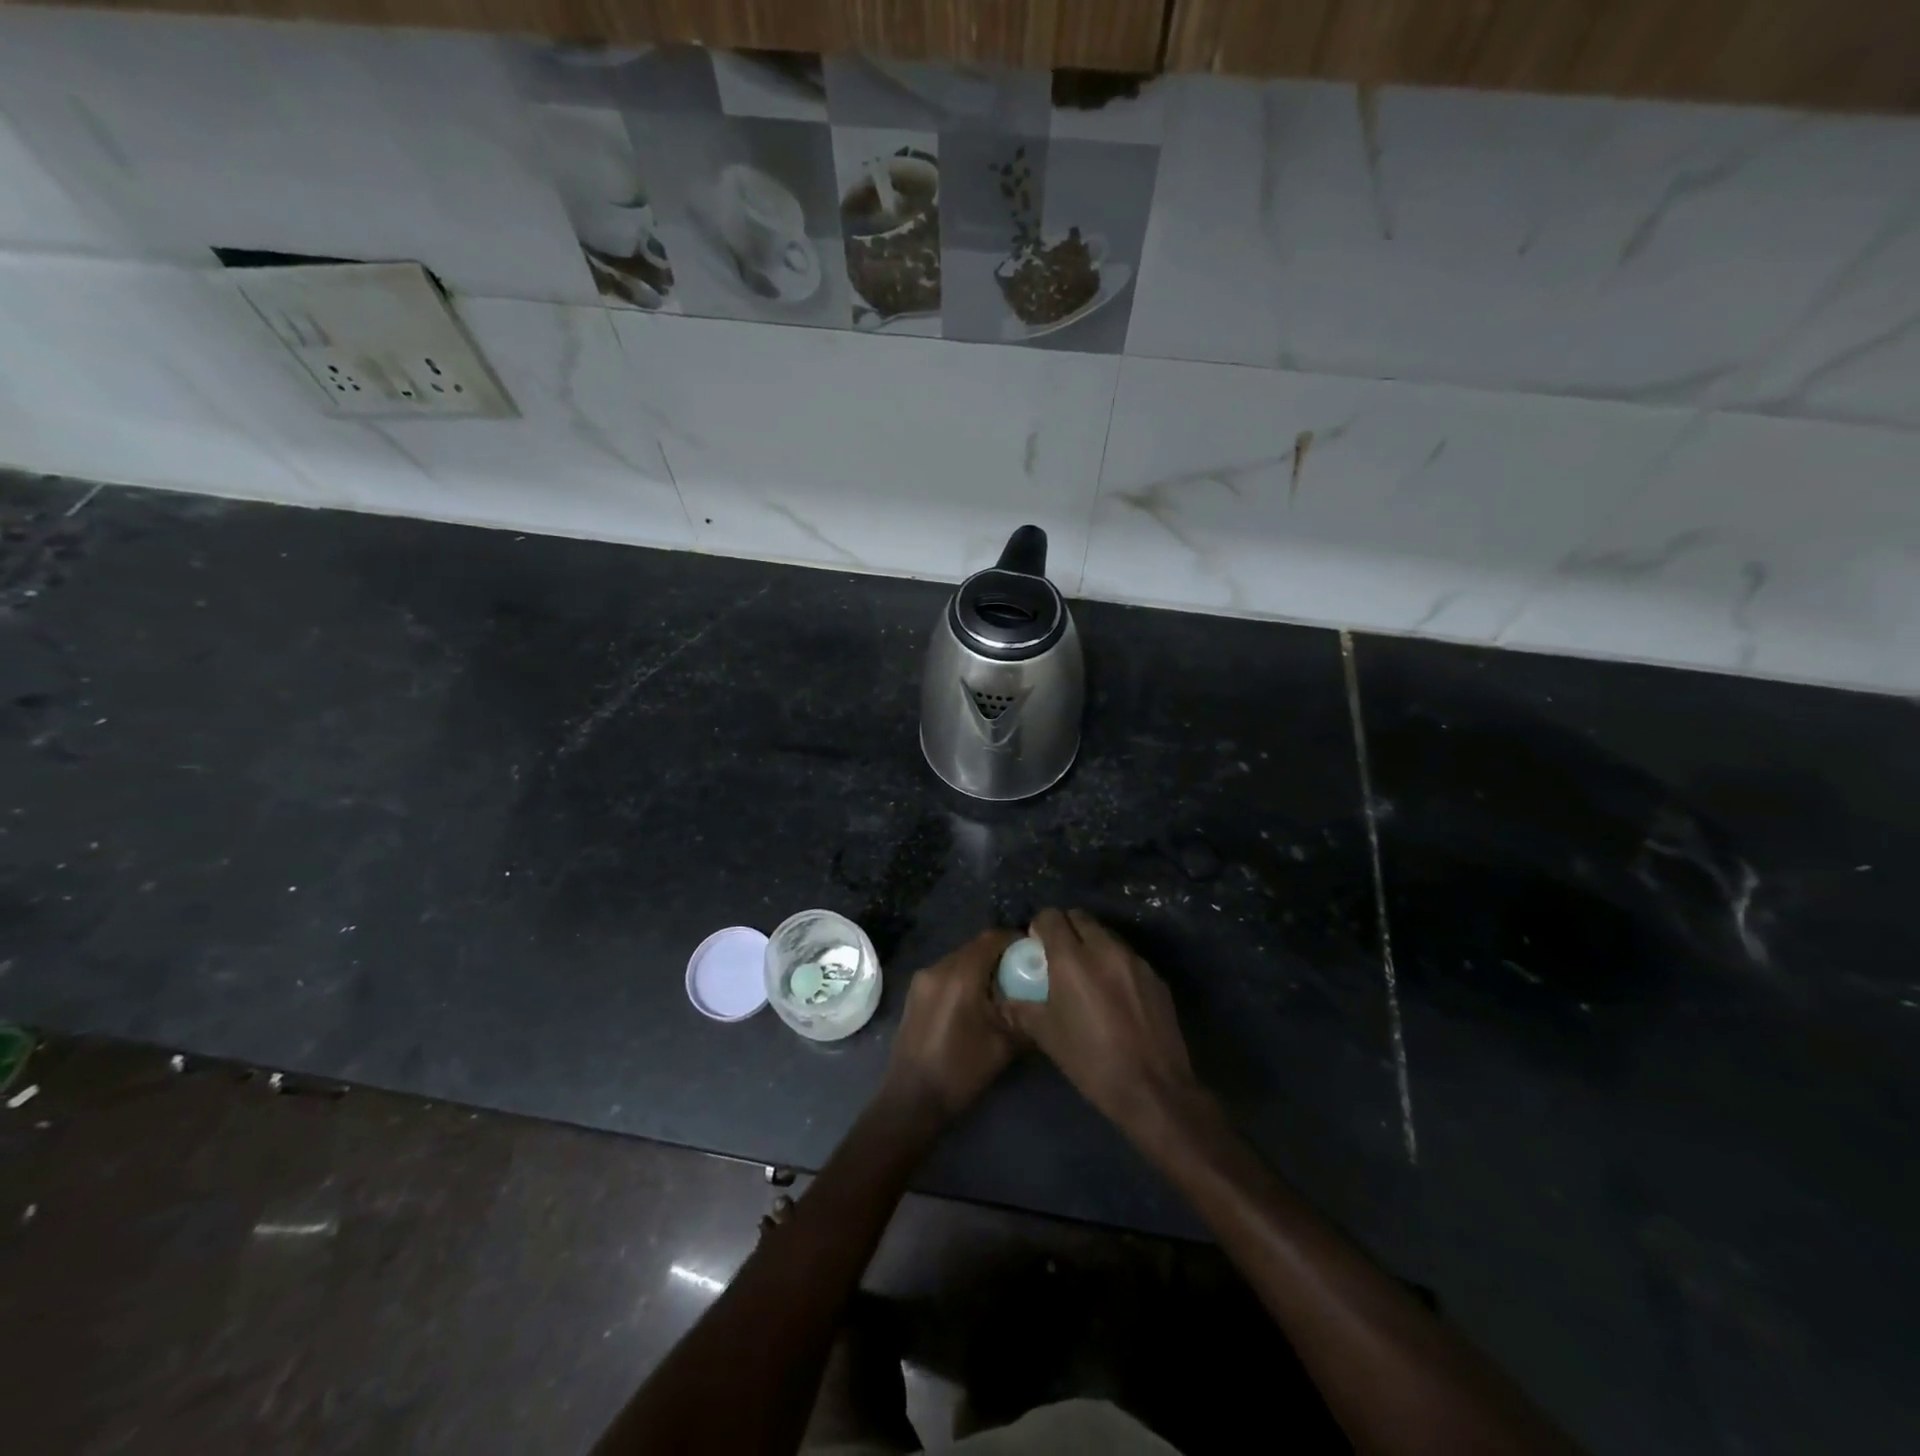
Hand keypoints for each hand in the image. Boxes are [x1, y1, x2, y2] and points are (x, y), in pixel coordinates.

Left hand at [883, 928, 1020, 1122]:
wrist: (911, 1100)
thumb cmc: (960, 1071)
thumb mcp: (1004, 1045)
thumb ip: (1024, 1014)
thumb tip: (1042, 999)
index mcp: (960, 975)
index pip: (992, 939)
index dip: (1015, 941)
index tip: (1034, 954)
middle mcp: (938, 968)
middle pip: (975, 948)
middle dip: (1000, 956)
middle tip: (1023, 974)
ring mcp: (922, 980)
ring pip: (960, 960)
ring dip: (981, 968)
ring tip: (1002, 991)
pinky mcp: (915, 994)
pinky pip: (946, 974)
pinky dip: (965, 979)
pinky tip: (977, 1004)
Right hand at [1005, 909, 1203, 1136]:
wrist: (1153, 1089)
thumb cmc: (1091, 1062)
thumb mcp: (1048, 1036)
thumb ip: (1024, 1009)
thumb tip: (1009, 1000)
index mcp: (1072, 959)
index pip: (1051, 917)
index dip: (1040, 927)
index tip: (1037, 945)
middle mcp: (1104, 949)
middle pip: (1080, 917)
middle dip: (1066, 929)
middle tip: (1060, 956)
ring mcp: (1134, 960)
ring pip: (1106, 934)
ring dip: (1092, 944)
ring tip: (1088, 975)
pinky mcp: (1155, 976)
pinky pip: (1127, 956)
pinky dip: (1115, 963)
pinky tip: (1115, 994)